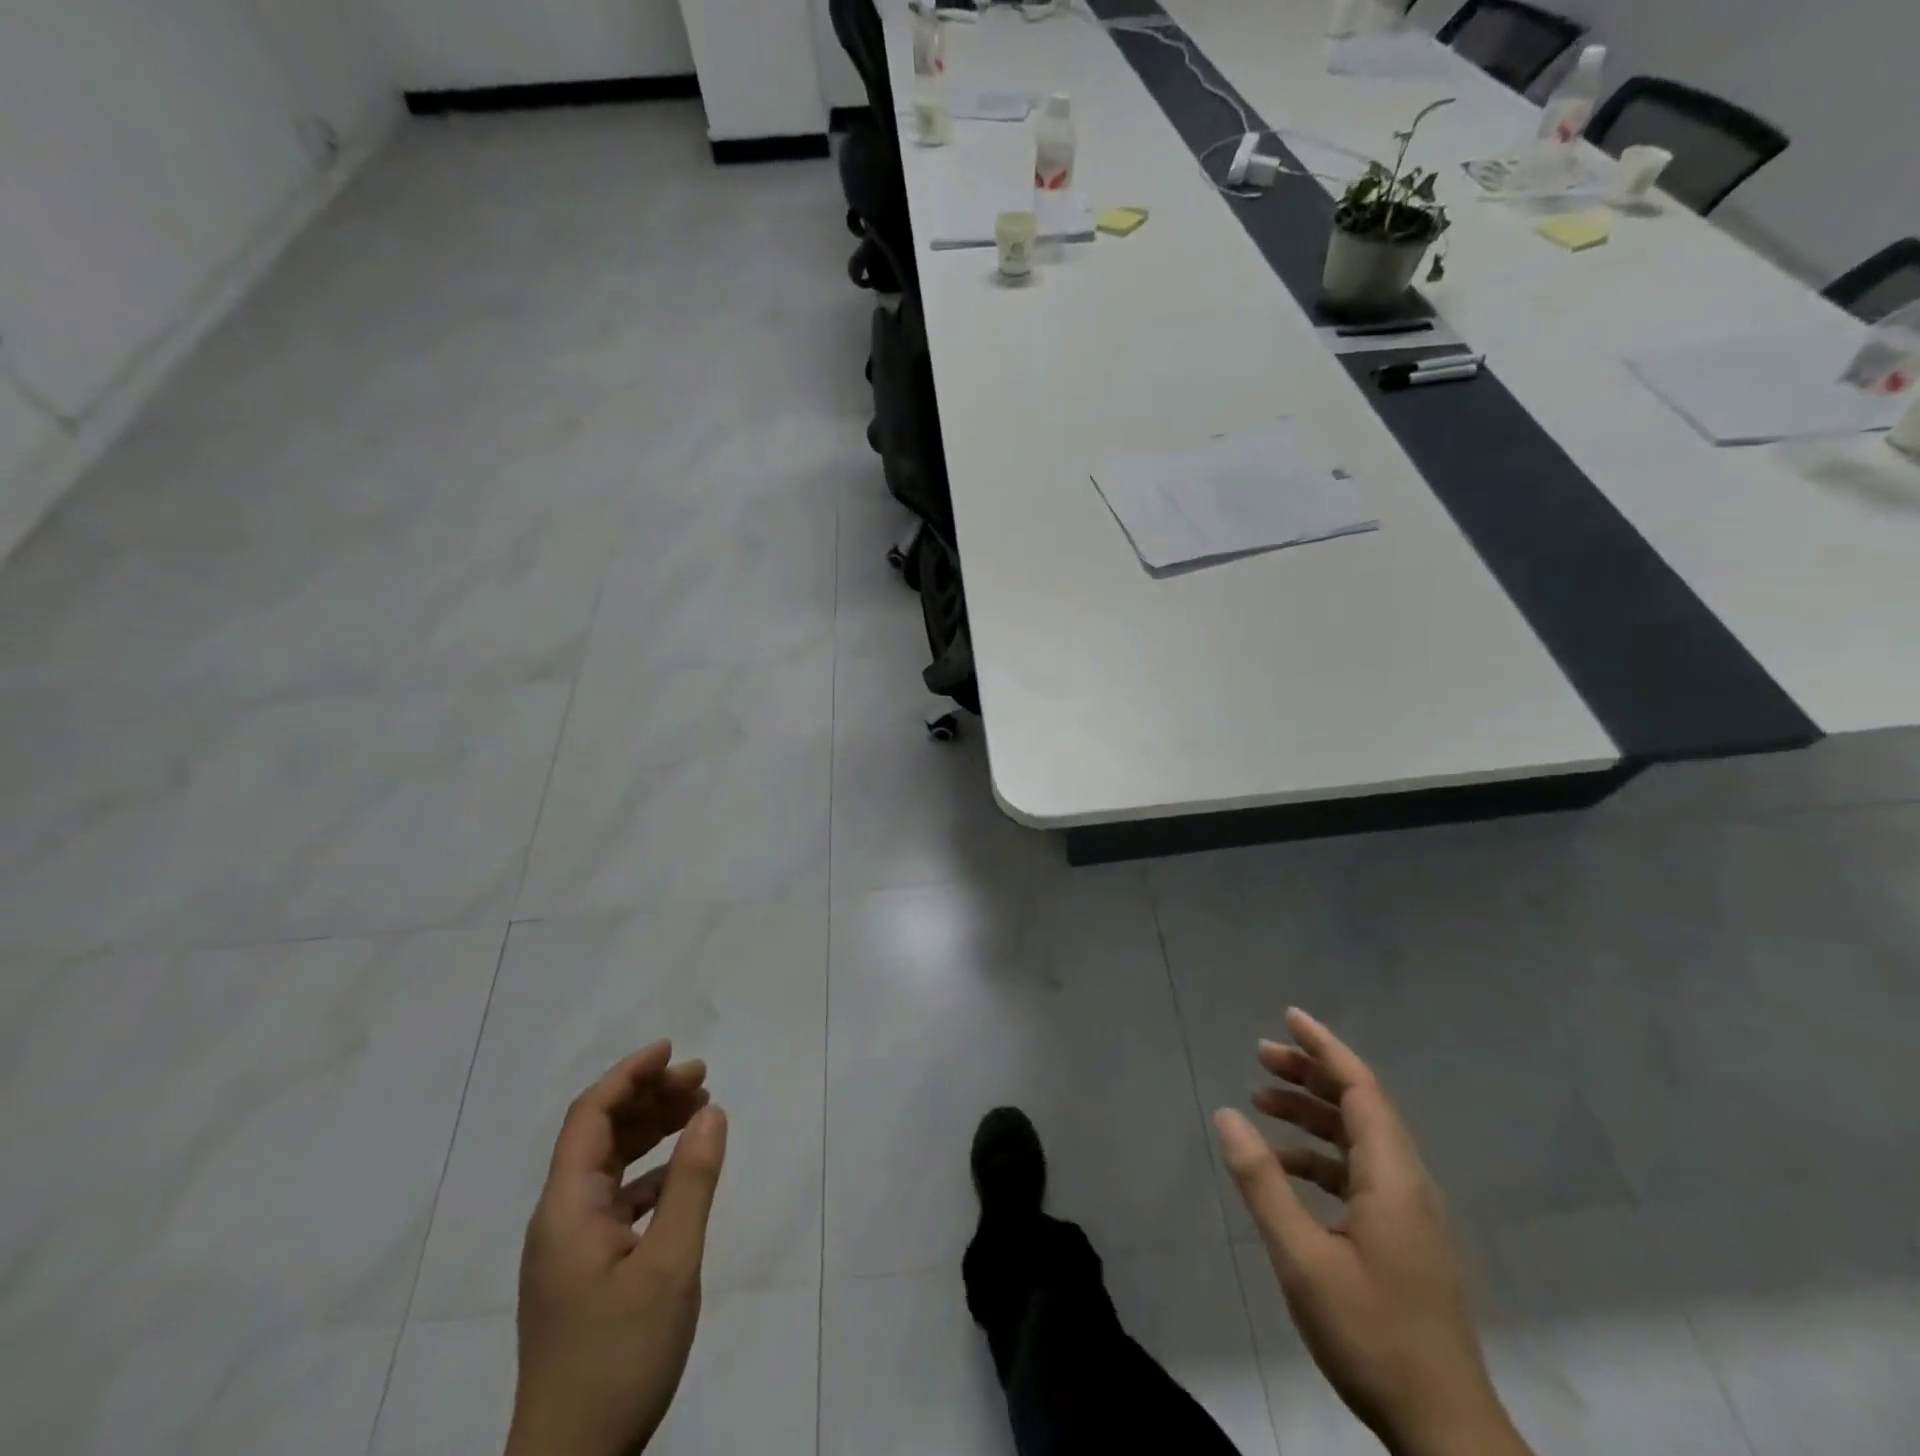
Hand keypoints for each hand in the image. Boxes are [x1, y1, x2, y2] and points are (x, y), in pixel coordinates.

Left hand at [507, 1042, 727, 1455]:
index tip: (671, 1050)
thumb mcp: (669, 1264)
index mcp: (566, 1210)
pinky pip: (617, 1201)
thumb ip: (691, 1182)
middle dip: (648, 1098)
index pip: (590, 1117)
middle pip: (600, 1136)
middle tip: (701, 1077)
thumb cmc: (617, 1357)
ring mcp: (570, 1250)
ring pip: (609, 1167)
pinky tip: (682, 1175)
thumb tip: (712, 1110)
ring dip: (651, 1132)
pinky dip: (651, 1175)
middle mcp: (560, 1220)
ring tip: (698, 1109)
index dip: (628, 1075)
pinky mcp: (585, 1275)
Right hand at [1214, 1009, 1529, 1455]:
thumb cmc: (1371, 1334)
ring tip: (1262, 1101)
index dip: (1324, 1048)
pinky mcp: (1405, 1238)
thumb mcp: (1302, 1256)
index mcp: (1393, 1178)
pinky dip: (1321, 1156)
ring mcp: (1410, 1213)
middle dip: (1310, 1074)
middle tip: (1260, 1056)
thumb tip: (1227, 1114)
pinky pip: (1360, 1172)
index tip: (1288, 1017)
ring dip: (1312, 1114)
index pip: (1360, 1088)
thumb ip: (1263, 1182)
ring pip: (1359, 1139)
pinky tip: (1285, 1168)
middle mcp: (1408, 1183)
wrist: (1444, 1431)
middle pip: (1360, 1106)